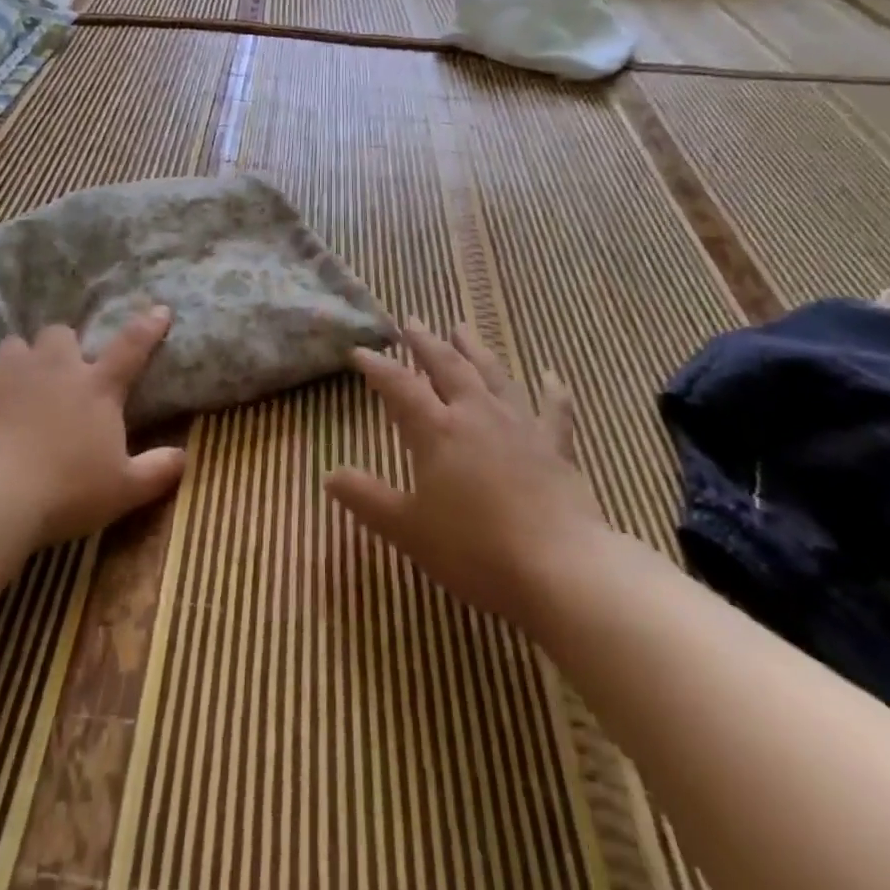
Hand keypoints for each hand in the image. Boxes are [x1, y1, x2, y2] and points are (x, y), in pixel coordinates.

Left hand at [0, 308, 185, 547]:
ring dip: (22, 360)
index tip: (160, 310)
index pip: (131, 346)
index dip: (148, 327)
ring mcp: (8, 372)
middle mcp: (54, 367)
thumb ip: (156, 471)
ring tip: (19, 385)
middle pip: (62, 334)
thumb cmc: (63, 491)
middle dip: (63, 346)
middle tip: (62, 370)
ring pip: (16, 345)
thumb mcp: (122, 490)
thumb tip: (183, 457)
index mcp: (96, 386)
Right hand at [325, 320, 610, 634]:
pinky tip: (550, 374)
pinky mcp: (554, 447)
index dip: (377, 367)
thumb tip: (329, 474)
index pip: (399, 386)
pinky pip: (553, 410)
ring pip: (493, 375)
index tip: (360, 351)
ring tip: (461, 327)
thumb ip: (367, 499)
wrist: (559, 569)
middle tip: (412, 321)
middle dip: (426, 343)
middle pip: (447, 367)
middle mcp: (476, 415)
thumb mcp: (408, 529)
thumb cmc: (474, 550)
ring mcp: (519, 426)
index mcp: (437, 431)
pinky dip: (551, 390)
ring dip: (475, 350)